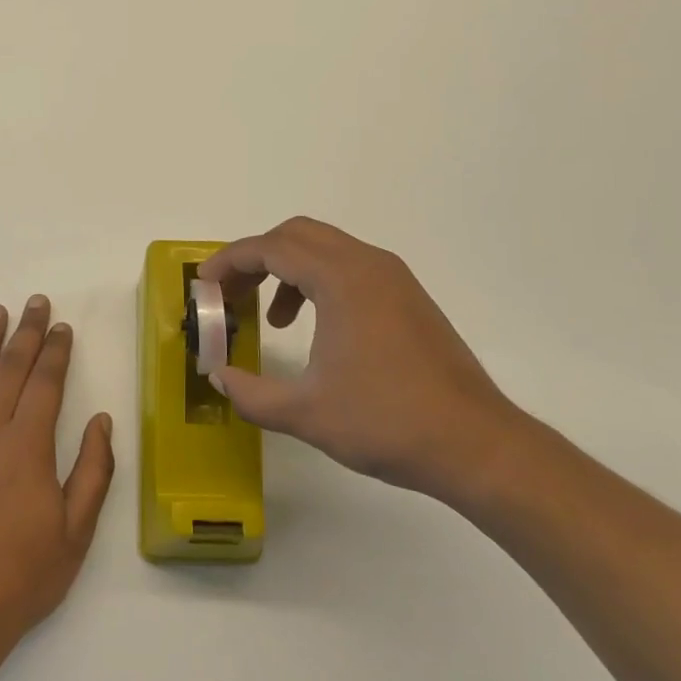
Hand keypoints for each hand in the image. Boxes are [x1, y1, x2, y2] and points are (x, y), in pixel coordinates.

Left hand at [0, 296, 114, 648]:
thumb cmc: (21, 577)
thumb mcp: (75, 533)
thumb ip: (93, 472)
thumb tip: (102, 422)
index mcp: (27, 446)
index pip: (45, 383)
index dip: (56, 351)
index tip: (62, 327)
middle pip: (9, 368)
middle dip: (26, 332)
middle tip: (35, 302)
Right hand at [198, 217, 525, 504]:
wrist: (477, 445)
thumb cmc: (388, 422)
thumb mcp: (306, 413)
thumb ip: (251, 394)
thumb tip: (218, 377)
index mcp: (342, 279)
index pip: (271, 248)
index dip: (229, 261)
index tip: (204, 284)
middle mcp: (368, 264)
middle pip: (296, 235)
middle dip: (255, 258)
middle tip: (230, 294)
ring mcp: (393, 278)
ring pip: (324, 248)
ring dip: (286, 269)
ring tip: (270, 317)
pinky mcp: (407, 297)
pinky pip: (348, 268)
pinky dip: (317, 282)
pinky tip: (313, 328)